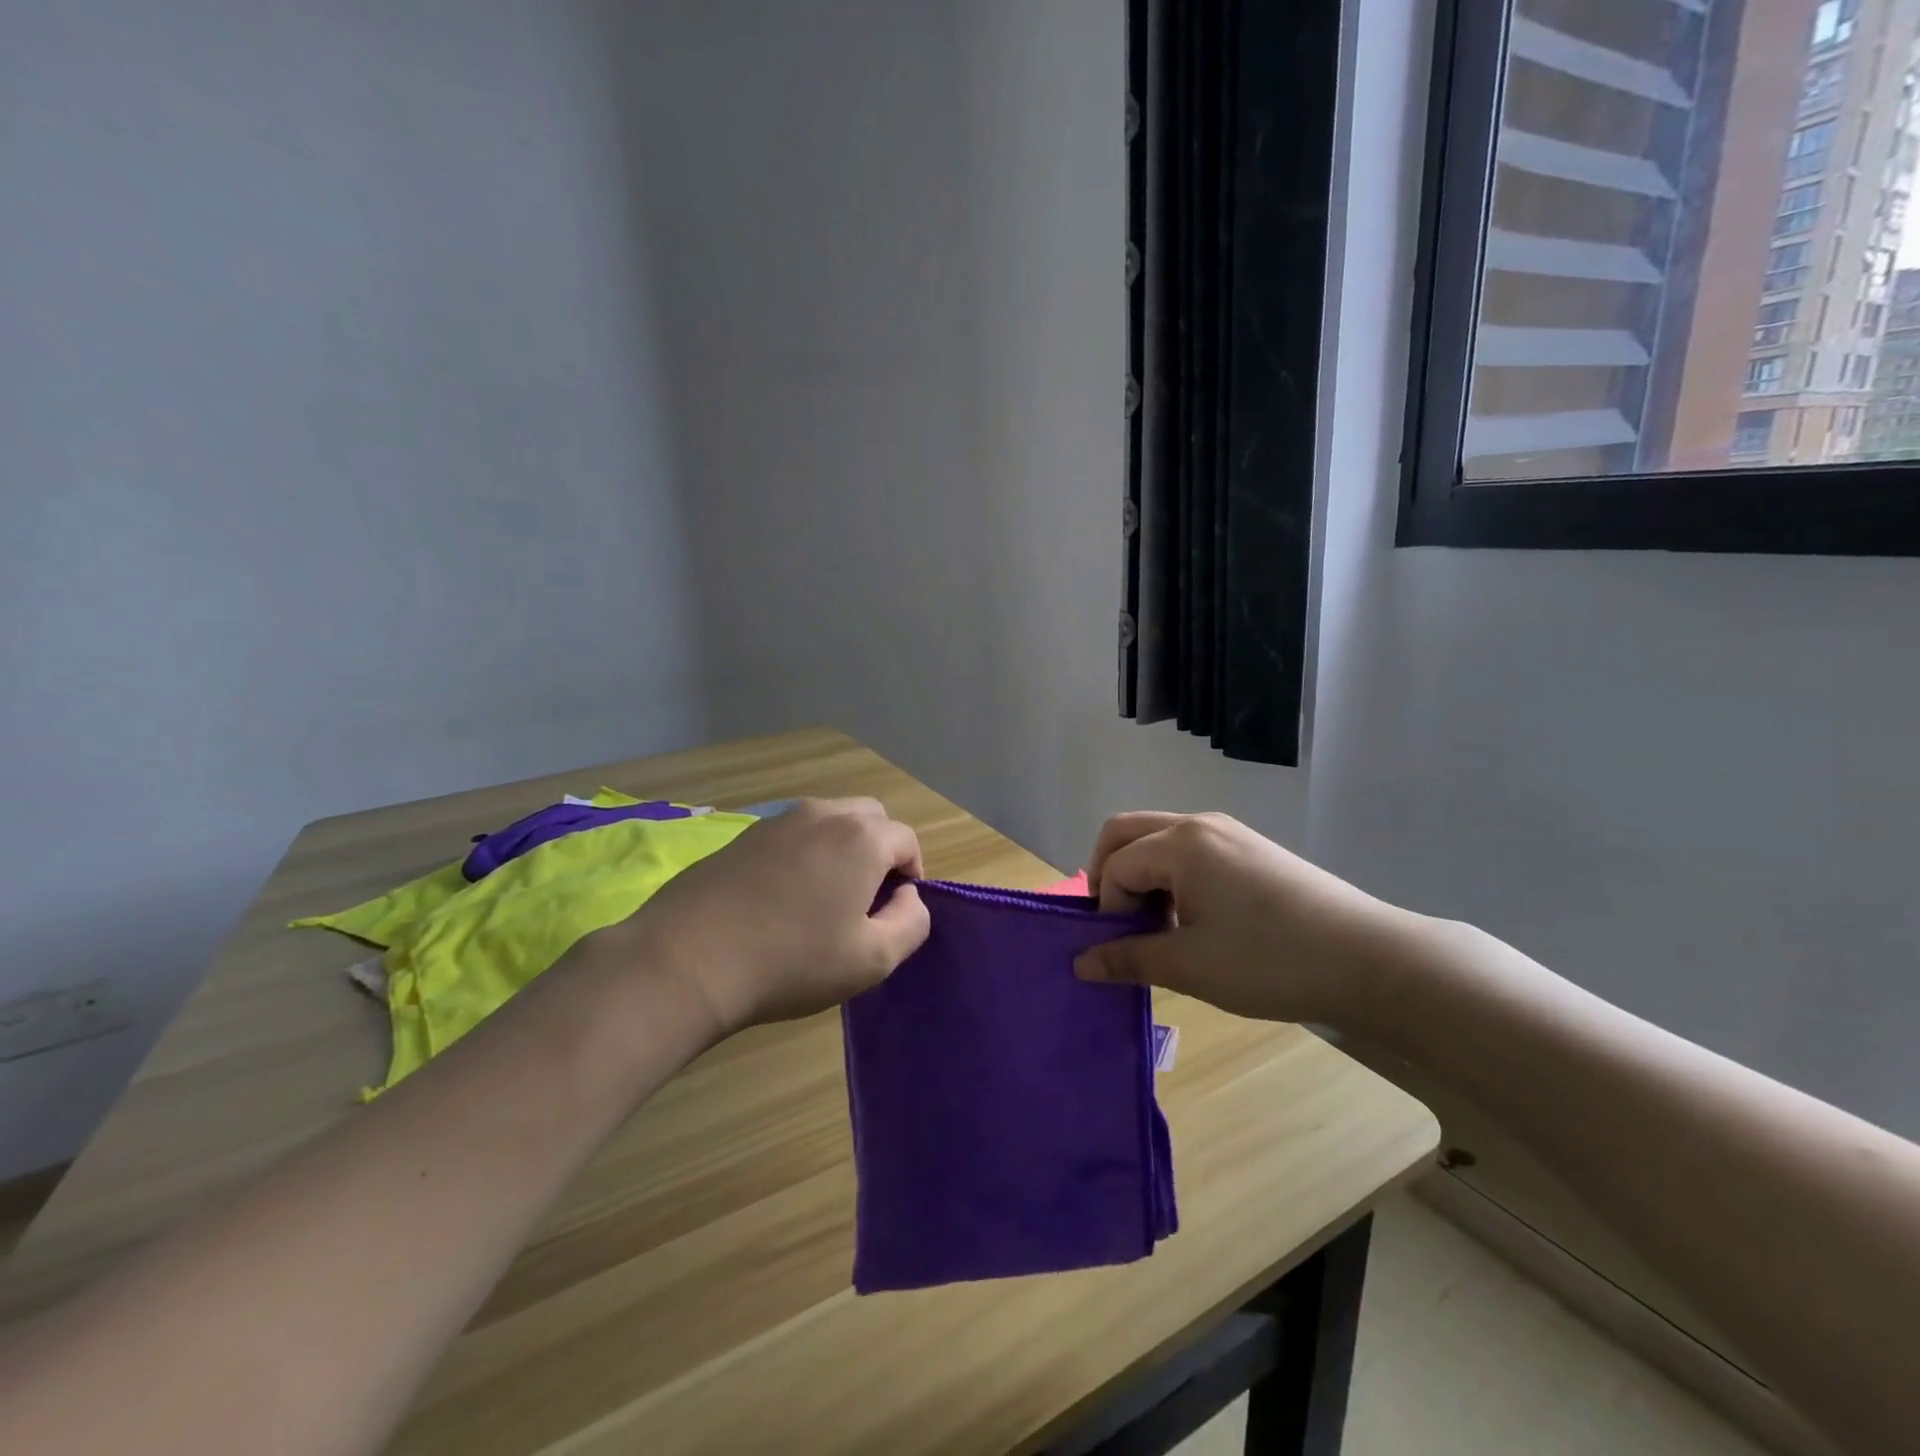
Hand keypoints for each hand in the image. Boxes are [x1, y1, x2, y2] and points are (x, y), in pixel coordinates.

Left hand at [608, 798, 929, 1035]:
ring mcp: (779, 820)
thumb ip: (912, 922)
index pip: (907, 840)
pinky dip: (803, 854)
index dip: (911, 874)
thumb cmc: (793, 961)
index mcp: (862, 837)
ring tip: (822, 898)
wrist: (689, 960)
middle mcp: (824, 813)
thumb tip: (908, 897)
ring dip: (841, 849)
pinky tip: (781, 897)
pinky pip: (792, 834)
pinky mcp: (744, 834)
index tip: (894, 912)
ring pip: (829, 821)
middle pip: (870, 818)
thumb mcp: (873, 959)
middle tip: (864, 900)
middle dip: (879, 851)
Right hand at [1074, 812, 1410, 1029]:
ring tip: (1161, 927)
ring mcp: (1229, 832)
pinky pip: (1191, 850)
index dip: (1107, 910)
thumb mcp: (1189, 965)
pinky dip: (1173, 876)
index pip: (1114, 866)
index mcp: (1179, 843)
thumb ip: (1128, 958)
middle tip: (1118, 922)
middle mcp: (1199, 824)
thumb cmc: (1269, 961)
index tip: (1124, 951)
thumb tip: (1080, 963)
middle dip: (1108, 874)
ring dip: (1143, 876)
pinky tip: (1196, 919)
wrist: (1369, 960)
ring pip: (1159, 840)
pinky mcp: (1251, 848)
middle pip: (1126, 832)